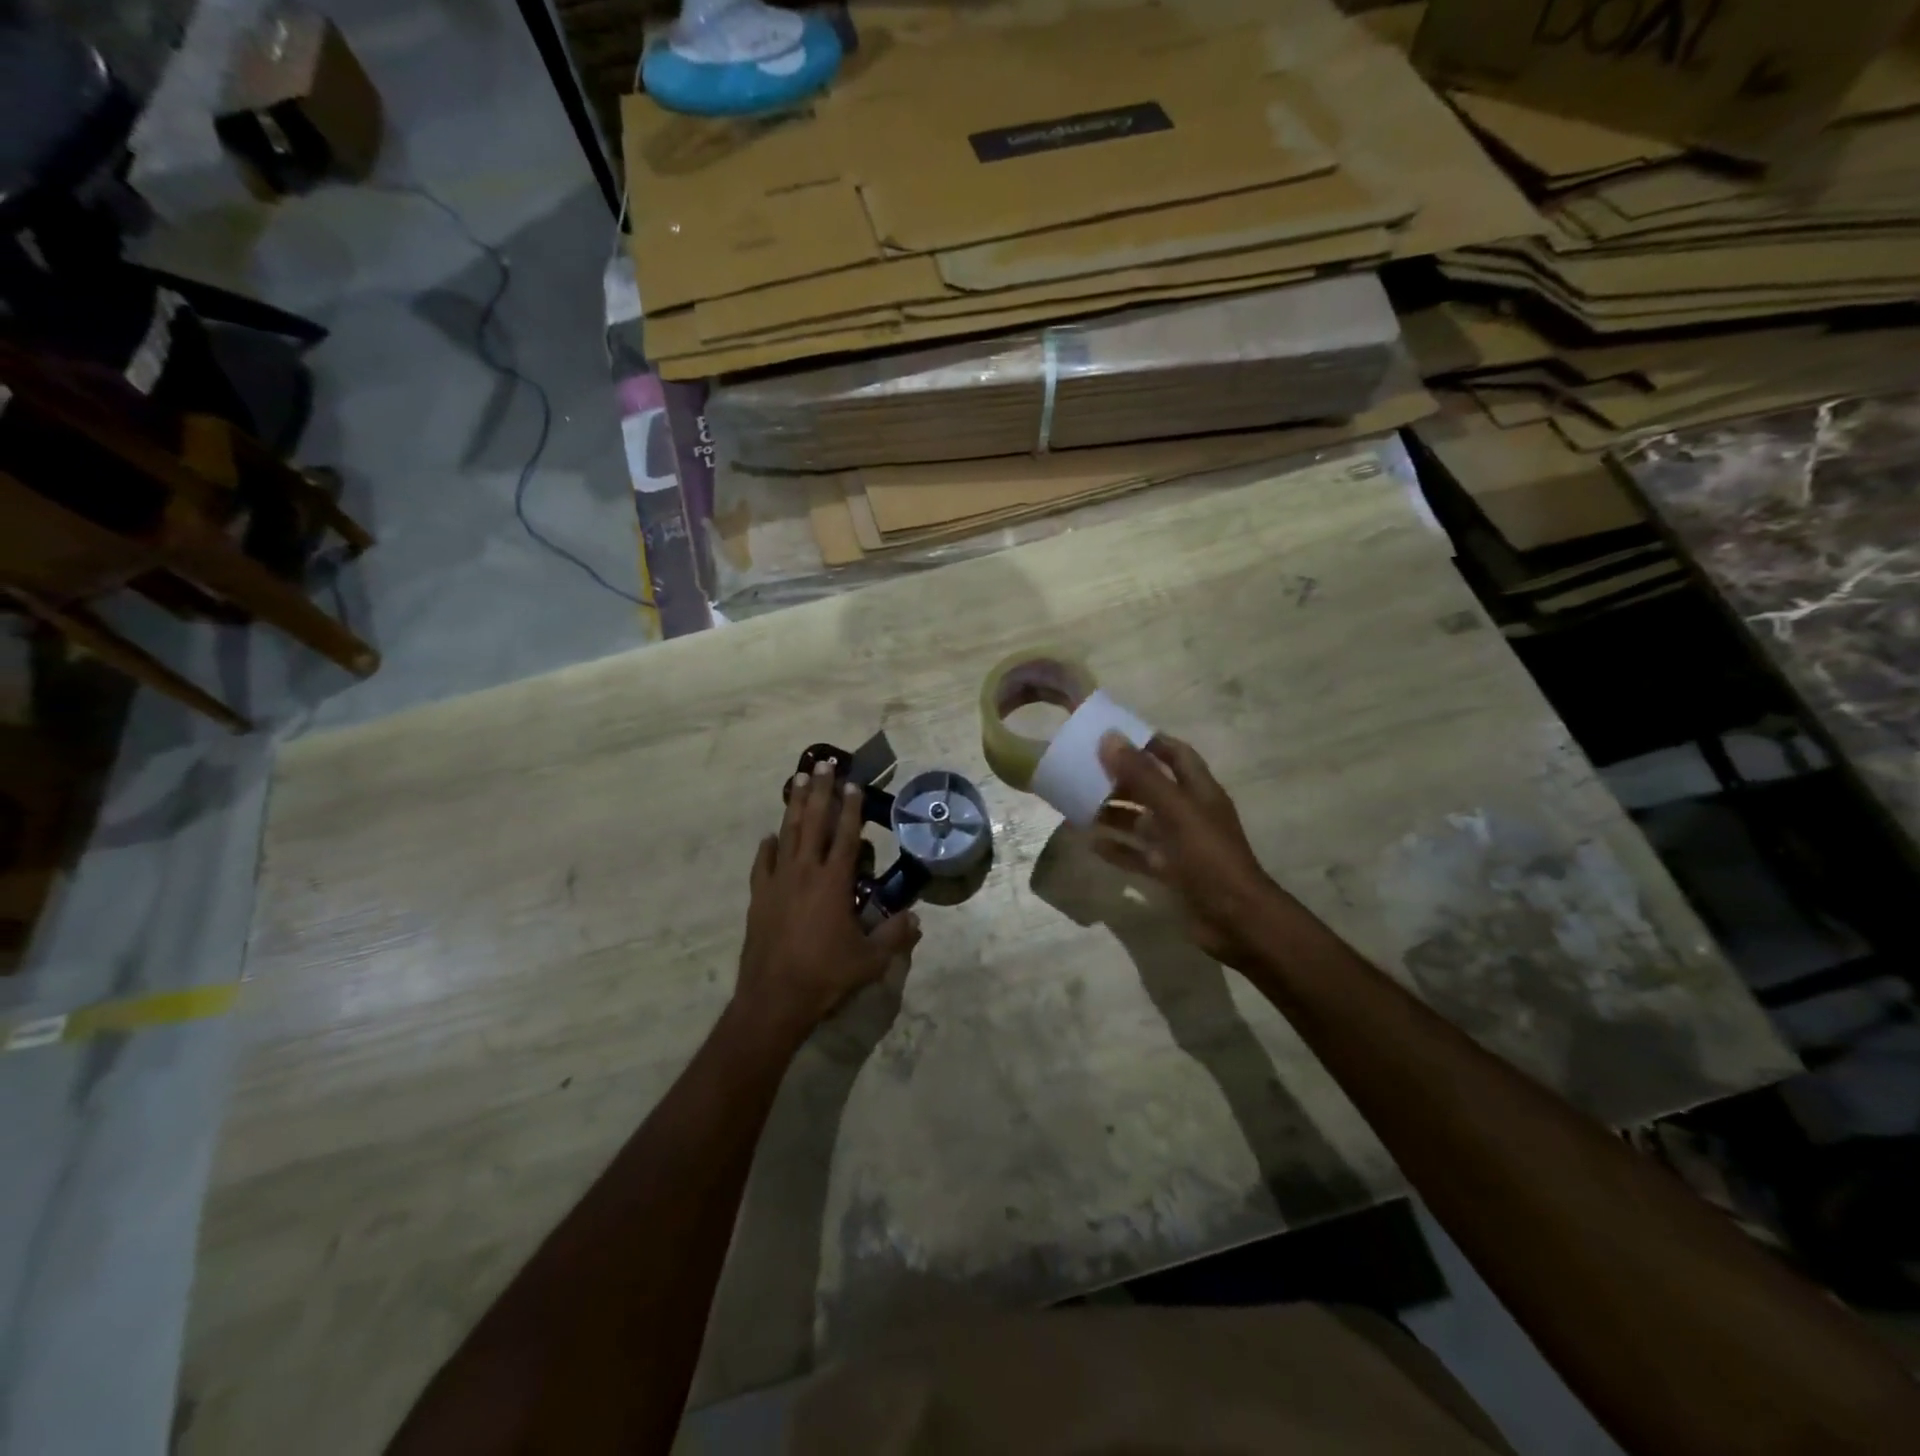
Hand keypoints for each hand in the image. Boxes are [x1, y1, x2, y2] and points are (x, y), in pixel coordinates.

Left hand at [735, 761, 921, 1043]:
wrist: (774, 999)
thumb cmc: (826, 976)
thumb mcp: (870, 961)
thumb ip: (894, 937)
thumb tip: (915, 919)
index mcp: (834, 883)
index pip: (846, 836)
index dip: (851, 809)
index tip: (853, 784)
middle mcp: (805, 873)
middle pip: (813, 823)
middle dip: (820, 792)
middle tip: (822, 765)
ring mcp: (778, 883)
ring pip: (787, 835)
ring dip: (795, 807)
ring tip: (798, 781)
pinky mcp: (759, 898)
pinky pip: (763, 864)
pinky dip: (768, 848)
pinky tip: (770, 837)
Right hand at [1092, 733, 1280, 970]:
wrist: (1236, 920)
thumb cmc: (1209, 858)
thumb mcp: (1176, 811)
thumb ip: (1143, 776)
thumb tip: (1110, 738)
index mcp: (1200, 791)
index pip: (1175, 754)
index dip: (1149, 742)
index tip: (1113, 735)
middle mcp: (1190, 813)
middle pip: (1153, 786)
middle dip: (1122, 777)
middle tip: (1085, 770)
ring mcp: (1180, 844)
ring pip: (1142, 821)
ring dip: (1114, 812)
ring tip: (1078, 805)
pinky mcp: (1170, 872)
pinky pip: (1138, 855)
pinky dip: (1117, 848)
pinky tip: (1091, 844)